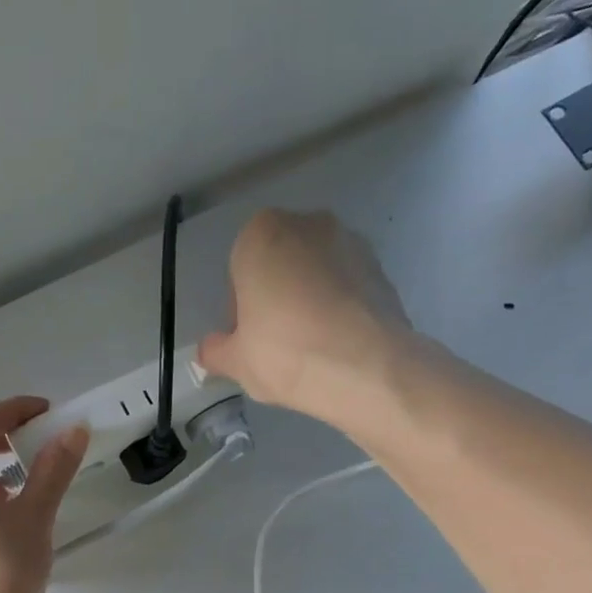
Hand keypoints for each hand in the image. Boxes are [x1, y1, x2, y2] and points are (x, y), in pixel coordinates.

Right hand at [198, 209, 409, 419]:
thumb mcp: (236, 361)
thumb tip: (210, 350)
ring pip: (315, 274)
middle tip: (276, 343)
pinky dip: (338, 308)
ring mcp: (350, 241)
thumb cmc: (285, 353)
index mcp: (260, 234)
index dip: (240, 308)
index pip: (239, 269)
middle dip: (275, 297)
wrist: (365, 368)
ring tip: (309, 348)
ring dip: (308, 301)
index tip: (248, 338)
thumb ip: (216, 350)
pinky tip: (336, 345)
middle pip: (279, 265)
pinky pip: (346, 288)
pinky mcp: (381, 267)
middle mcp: (307, 224)